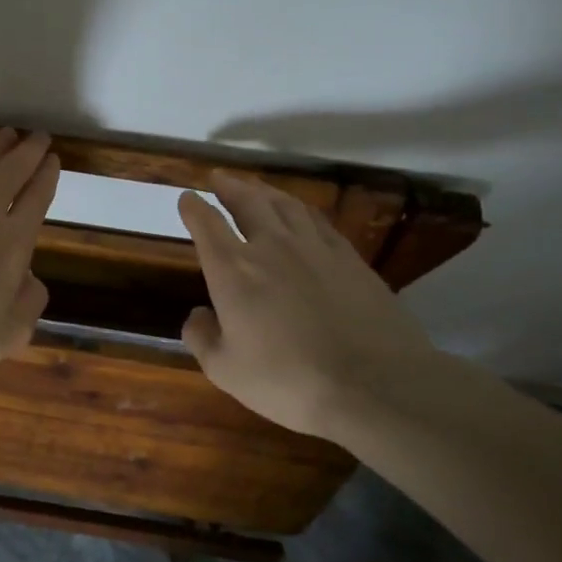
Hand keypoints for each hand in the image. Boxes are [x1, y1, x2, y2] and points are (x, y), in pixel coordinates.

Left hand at [0, 129, 60, 386]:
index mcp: (13, 243)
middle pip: (9, 174)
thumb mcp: (16, 330)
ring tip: (3, 134)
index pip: (36, 198)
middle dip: (27, 151)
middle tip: (37, 135)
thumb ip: (31, 298)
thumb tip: (27, 276)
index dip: (47, 175)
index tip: (54, 158)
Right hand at [177, 173, 438, 437]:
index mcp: (234, 272)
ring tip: (255, 187)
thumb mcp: (226, 371)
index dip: (194, 209)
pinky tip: (301, 213)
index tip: (187, 198)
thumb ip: (202, 338)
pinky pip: (319, 222)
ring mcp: (316, 249)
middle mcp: (272, 248)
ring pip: (286, 205)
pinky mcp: (350, 259)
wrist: (374, 384)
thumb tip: (198, 314)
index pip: (208, 227)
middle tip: (219, 178)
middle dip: (229, 187)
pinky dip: (301, 210)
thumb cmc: (288, 380)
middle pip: (248, 203)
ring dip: (265, 191)